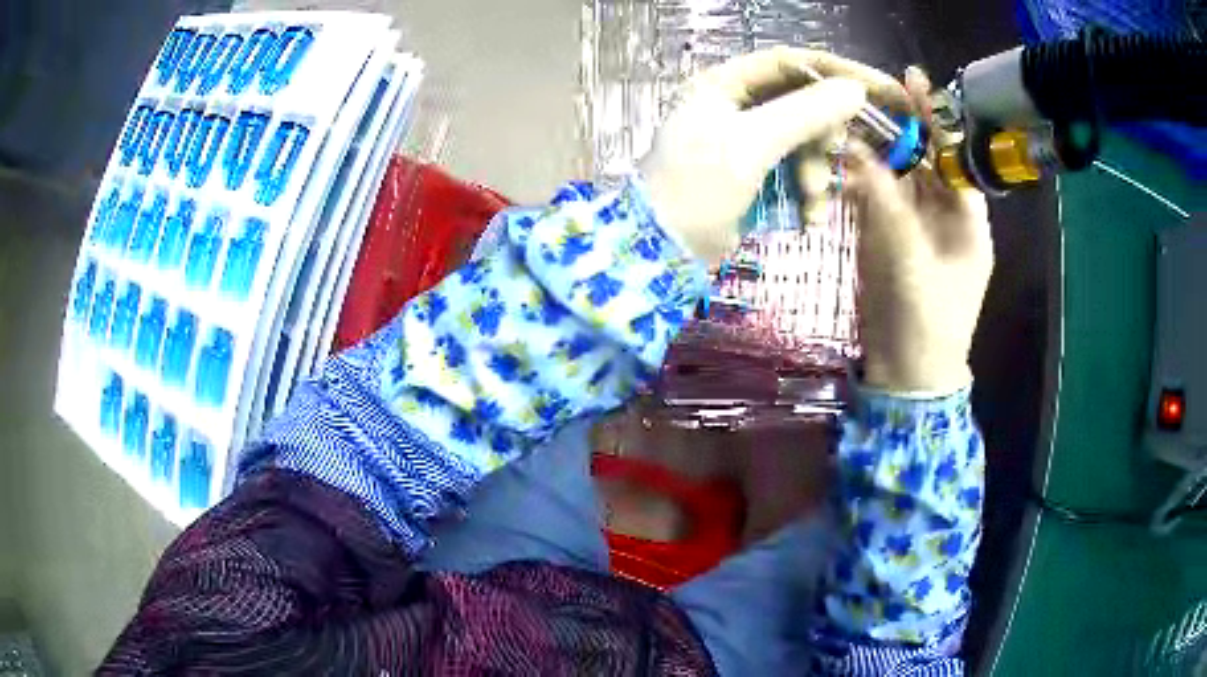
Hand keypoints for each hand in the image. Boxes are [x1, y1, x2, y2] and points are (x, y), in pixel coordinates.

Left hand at [639, 47, 908, 264]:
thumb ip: (804, 113)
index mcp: (725, 83)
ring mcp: (747, 140)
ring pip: (805, 142)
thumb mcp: (750, 144)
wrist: (661, 251)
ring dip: (817, 173)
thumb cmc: (695, 188)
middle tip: (836, 156)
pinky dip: (808, 194)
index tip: (880, 89)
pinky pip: (796, 172)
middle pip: (803, 102)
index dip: (837, 71)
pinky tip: (809, 219)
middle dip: (824, 135)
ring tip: (811, 201)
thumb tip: (855, 90)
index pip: (791, 62)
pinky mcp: (756, 174)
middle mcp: (738, 104)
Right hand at [845, 68, 992, 393]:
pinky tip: (838, 159)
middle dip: (898, 126)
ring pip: (895, 175)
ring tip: (846, 118)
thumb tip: (861, 152)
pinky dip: (858, 178)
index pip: (952, 157)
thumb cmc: (925, 323)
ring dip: (873, 149)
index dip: (936, 118)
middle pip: (922, 159)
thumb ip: (887, 206)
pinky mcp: (887, 238)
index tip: (913, 80)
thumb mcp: (910, 262)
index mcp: (967, 220)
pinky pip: (874, 197)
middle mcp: (943, 214)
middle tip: (866, 92)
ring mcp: (913, 225)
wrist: (905, 373)